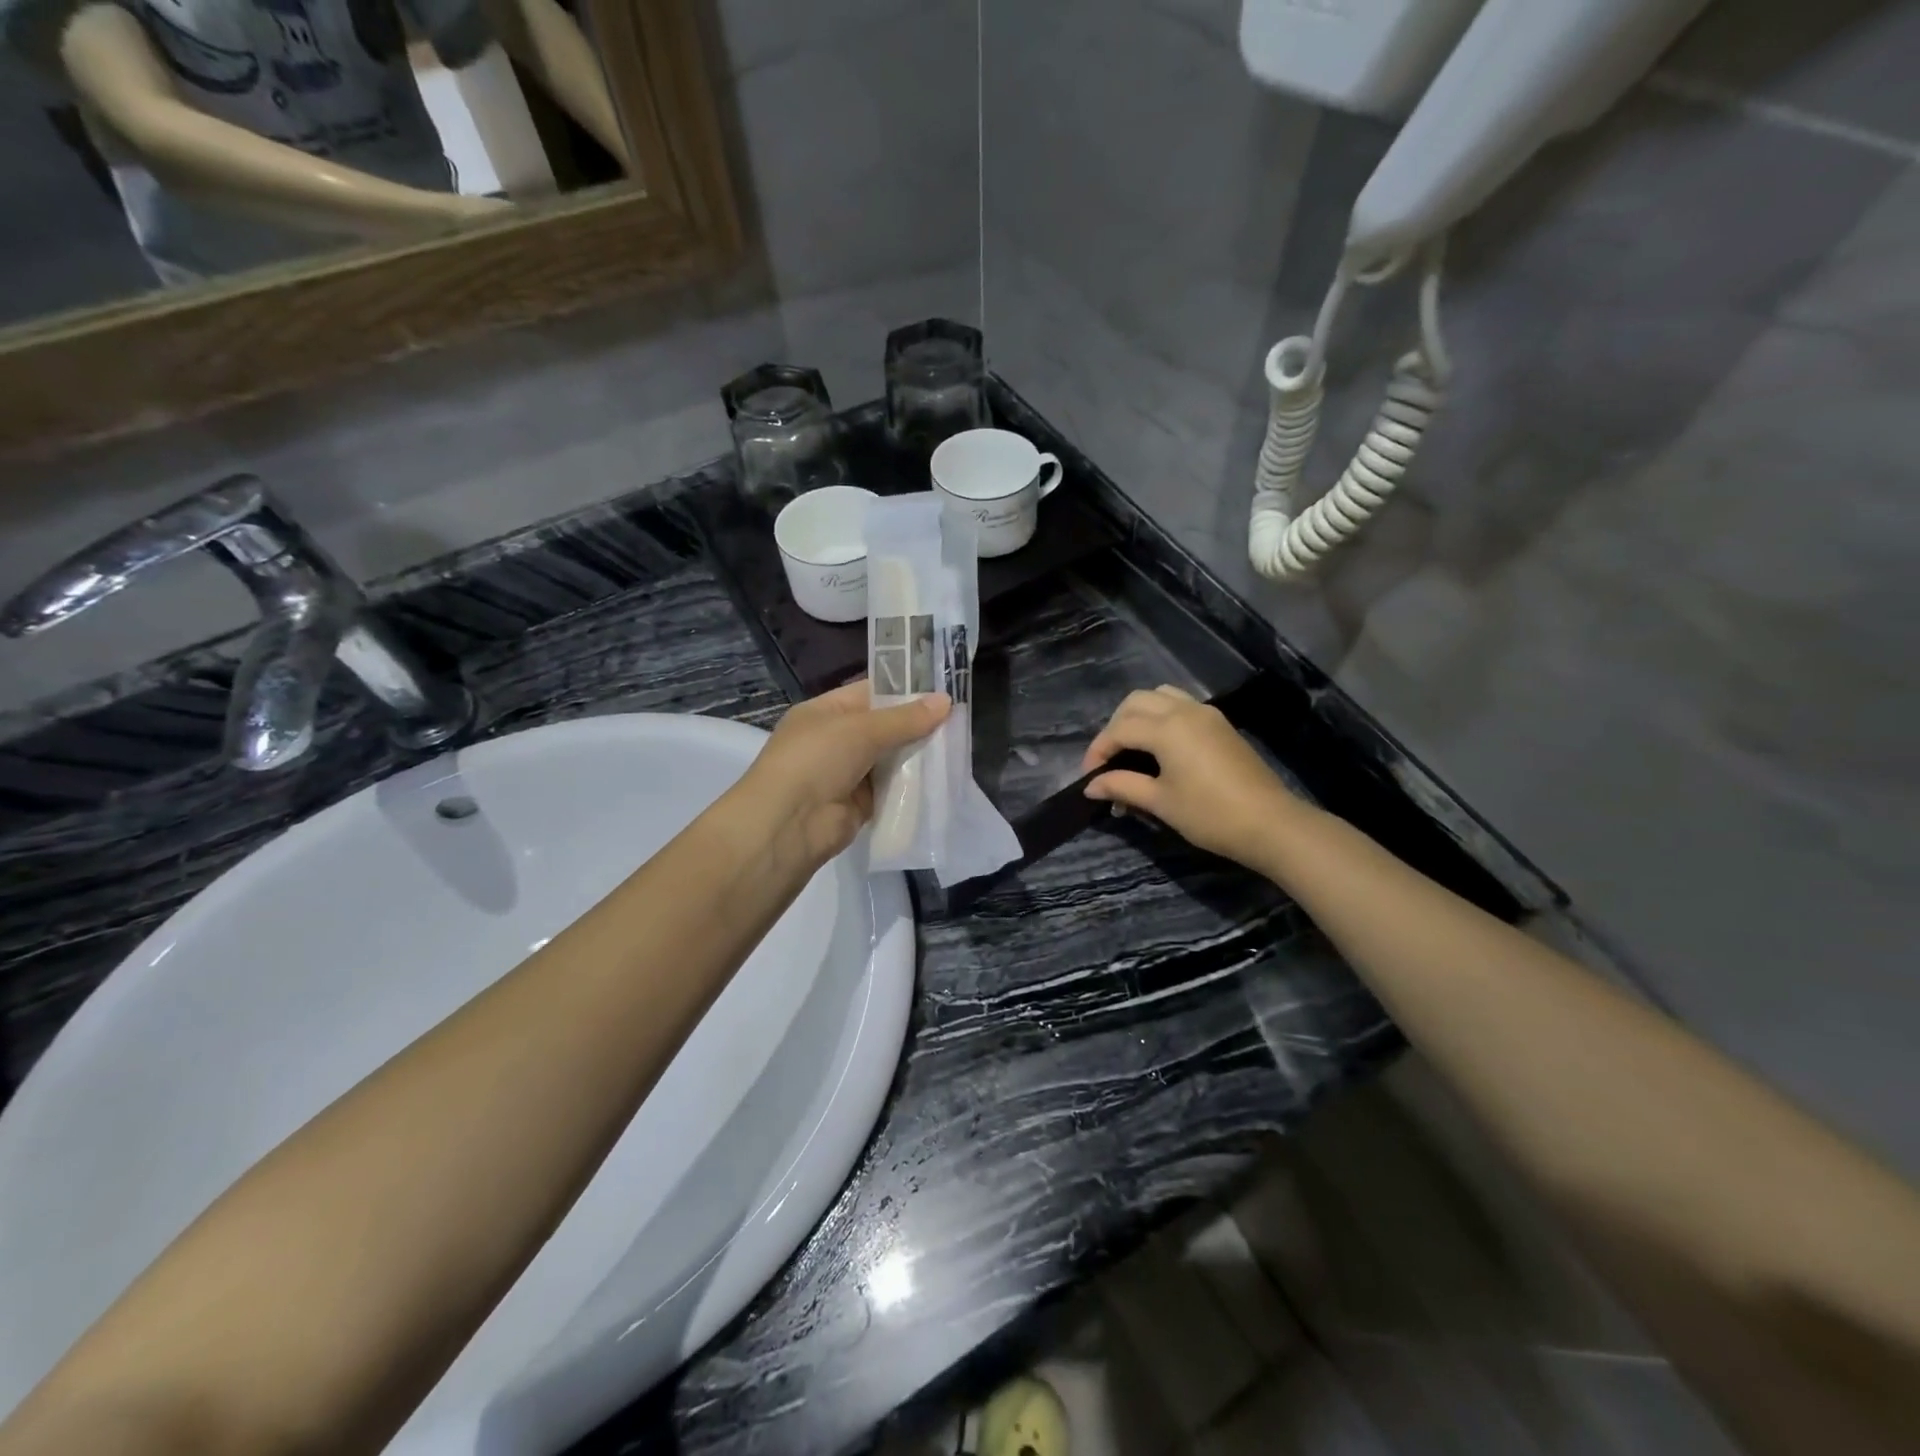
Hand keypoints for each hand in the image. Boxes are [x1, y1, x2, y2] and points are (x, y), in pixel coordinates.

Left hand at [736, 680, 950, 867]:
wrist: (789, 824)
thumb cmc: (816, 760)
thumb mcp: (860, 729)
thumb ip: (904, 718)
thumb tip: (945, 701)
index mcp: (825, 711)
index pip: (870, 693)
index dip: (904, 690)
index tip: (941, 691)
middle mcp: (835, 740)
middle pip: (884, 727)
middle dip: (917, 725)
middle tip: (958, 721)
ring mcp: (847, 773)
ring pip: (890, 758)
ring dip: (917, 756)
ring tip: (957, 748)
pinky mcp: (860, 804)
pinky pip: (891, 789)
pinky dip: (912, 785)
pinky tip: (941, 779)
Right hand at [1081, 686, 1304, 868]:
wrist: (1270, 823)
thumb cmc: (1209, 814)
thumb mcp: (1160, 802)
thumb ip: (1122, 786)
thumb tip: (1091, 786)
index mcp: (1166, 728)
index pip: (1119, 729)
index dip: (1098, 750)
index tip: (1090, 778)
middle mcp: (1184, 711)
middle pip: (1136, 702)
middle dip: (1115, 726)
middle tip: (1110, 759)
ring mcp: (1206, 714)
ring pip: (1160, 696)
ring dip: (1139, 715)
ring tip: (1132, 747)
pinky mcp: (1220, 724)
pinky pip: (1181, 705)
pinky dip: (1162, 716)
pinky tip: (1160, 747)